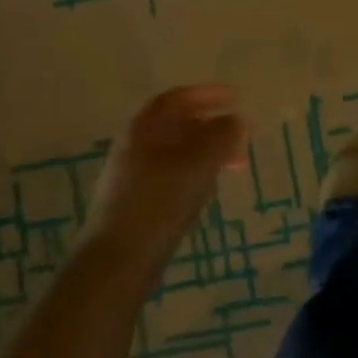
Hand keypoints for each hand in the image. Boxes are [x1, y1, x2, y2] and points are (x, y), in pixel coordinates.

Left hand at [85, 86, 248, 282]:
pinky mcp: (136, 203)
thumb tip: (238, 120)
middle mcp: (133, 147)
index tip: (235, 98)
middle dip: (211, 127)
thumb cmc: (159, 203)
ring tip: (232, 164)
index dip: (206, 95)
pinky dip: (194, 172)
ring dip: (205, 151)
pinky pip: (171, 174)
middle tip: (241, 137)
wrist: (117, 262)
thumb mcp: (199, 165)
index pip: (176, 99)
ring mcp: (132, 176)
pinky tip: (208, 188)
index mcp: (143, 129)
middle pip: (176, 125)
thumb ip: (222, 137)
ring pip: (175, 152)